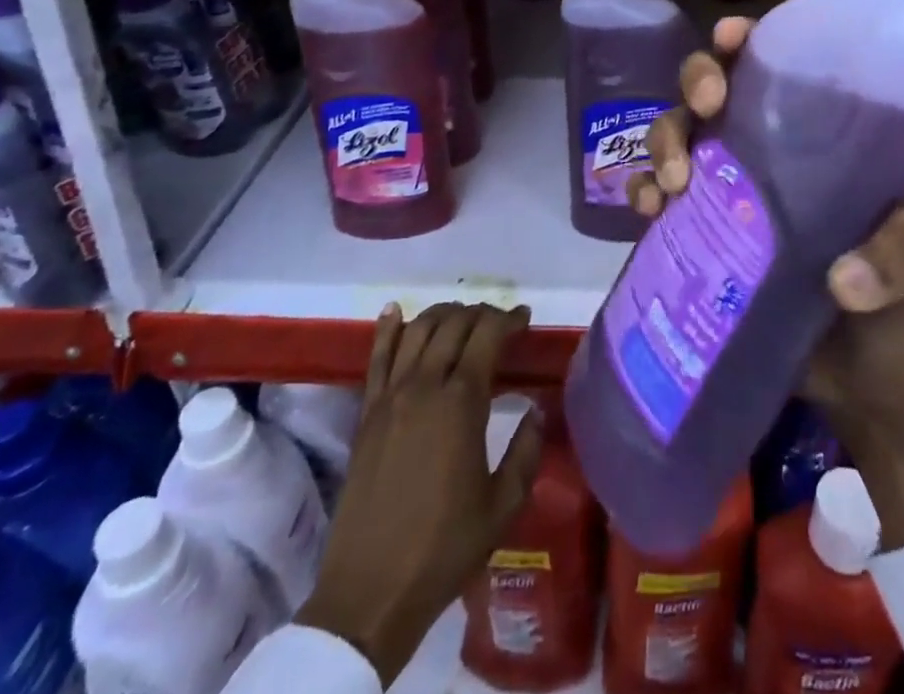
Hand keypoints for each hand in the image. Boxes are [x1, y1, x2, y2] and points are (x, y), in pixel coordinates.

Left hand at [298, 302, 543, 684]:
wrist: (370, 592)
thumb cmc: (445, 548)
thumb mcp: (504, 505)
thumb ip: (526, 451)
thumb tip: (537, 410)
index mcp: (462, 402)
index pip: (487, 335)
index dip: (509, 319)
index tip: (525, 319)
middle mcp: (424, 386)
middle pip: (453, 323)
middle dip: (480, 313)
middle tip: (499, 323)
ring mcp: (390, 397)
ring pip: (417, 330)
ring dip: (442, 314)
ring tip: (461, 317)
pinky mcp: (366, 414)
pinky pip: (376, 358)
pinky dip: (388, 329)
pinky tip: (395, 311)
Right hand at [630, 18, 903, 548]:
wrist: (878, 392)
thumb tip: (842, 277)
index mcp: (833, 138)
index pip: (786, 66)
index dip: (752, 41)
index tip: (734, 40)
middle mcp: (775, 153)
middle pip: (720, 88)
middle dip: (698, 79)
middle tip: (706, 107)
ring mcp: (734, 194)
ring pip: (681, 134)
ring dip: (665, 138)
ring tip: (673, 181)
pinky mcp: (705, 239)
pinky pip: (660, 198)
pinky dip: (644, 191)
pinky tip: (651, 211)